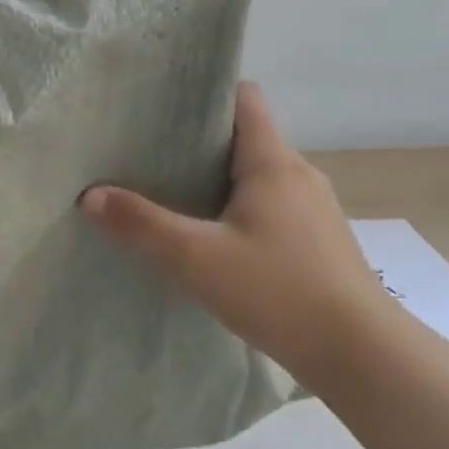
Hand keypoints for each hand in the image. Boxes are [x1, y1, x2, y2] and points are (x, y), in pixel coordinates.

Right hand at [81, 82, 389, 383]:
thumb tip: (89, 195)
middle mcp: (297, 176)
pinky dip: (229, 208)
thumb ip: (141, 223)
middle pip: (242, 138)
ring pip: (252, 176)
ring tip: (163, 193)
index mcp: (273, 163)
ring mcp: (309, 210)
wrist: (359, 354)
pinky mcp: (311, 240)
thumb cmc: (277, 290)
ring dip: (210, 179)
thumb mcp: (195, 257)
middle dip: (194, 141)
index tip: (159, 106)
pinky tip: (202, 236)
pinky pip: (263, 206)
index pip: (243, 100)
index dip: (203, 95)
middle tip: (142, 153)